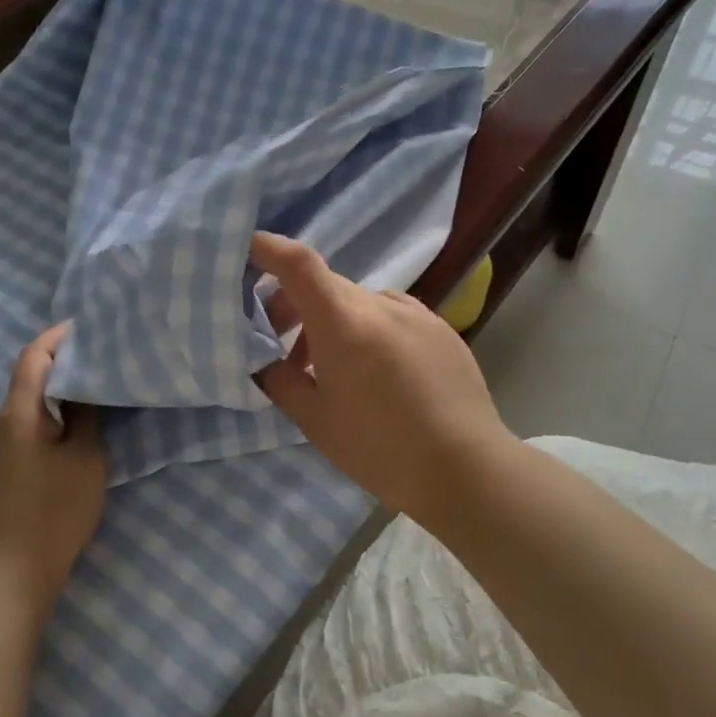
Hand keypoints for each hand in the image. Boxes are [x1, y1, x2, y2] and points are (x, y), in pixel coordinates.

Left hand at [0, 323, 107, 618]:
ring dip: (56, 388)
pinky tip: (75, 422)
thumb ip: (85, 416)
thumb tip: (84, 386)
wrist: (11, 573)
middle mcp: (1, 424)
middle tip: (99, 354)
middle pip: (27, 377)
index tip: (87, 327)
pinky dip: (51, 412)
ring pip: (28, 402)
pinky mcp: (4, 468)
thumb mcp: (84, 458)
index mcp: (18, 413)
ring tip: (93, 383)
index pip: (32, 357)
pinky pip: (27, 424)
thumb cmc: (54, 510)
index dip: (57, 336)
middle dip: (60, 360)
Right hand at [252, 232, 512, 522]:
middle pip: (327, 287)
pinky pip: (392, 316)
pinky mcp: (441, 328)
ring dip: (336, 323)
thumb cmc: (380, 447)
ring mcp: (416, 313)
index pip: (300, 264)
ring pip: (360, 303)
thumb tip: (264, 361)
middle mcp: (380, 304)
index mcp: (343, 323)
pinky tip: (380, 374)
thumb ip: (279, 382)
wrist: (466, 468)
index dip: (271, 249)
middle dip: (296, 307)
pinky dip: (371, 331)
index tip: (250, 248)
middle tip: (284, 348)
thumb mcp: (315, 421)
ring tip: (336, 370)